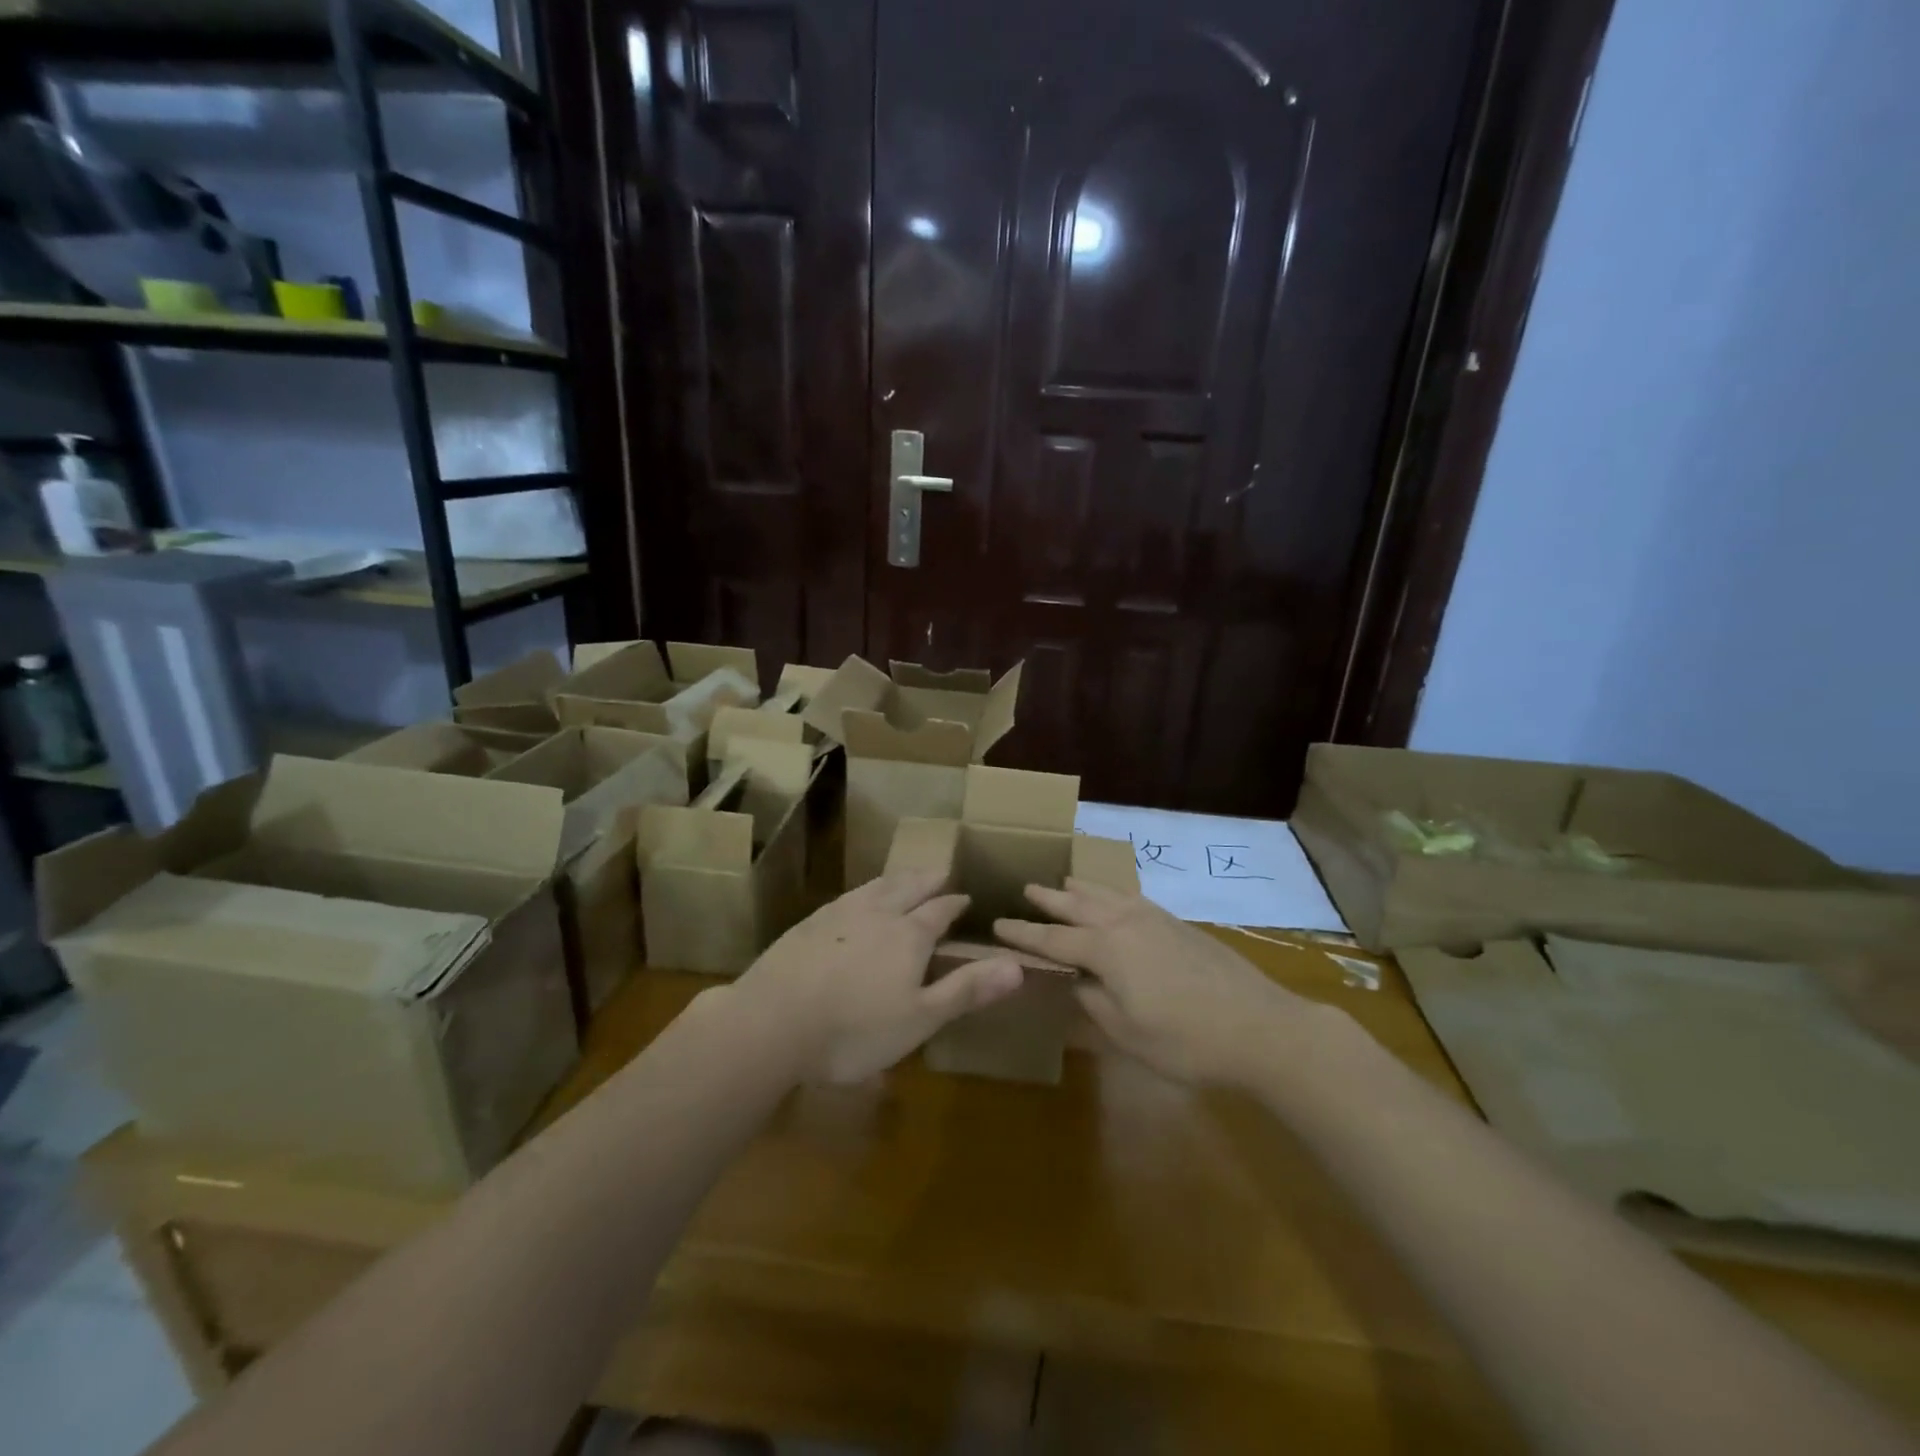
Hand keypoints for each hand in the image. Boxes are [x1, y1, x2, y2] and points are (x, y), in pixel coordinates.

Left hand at [736, 870, 1022, 1082]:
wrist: (772, 1021)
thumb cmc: (855, 1029)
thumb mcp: (920, 1019)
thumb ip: (966, 989)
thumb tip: (1018, 965)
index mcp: (909, 935)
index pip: (939, 911)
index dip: (954, 904)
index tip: (964, 897)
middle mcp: (877, 914)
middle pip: (907, 888)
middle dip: (926, 880)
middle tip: (939, 872)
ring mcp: (839, 915)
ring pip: (875, 887)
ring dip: (895, 880)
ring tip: (903, 877)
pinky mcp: (808, 925)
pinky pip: (846, 897)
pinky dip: (862, 892)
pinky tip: (854, 900)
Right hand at [996, 879, 1333, 1084]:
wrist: (1261, 1028)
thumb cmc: (1187, 1041)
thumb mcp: (1128, 1034)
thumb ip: (1094, 1003)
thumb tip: (1076, 981)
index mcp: (1107, 950)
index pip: (1053, 939)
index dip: (1024, 933)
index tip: (997, 923)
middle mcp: (1126, 924)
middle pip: (1078, 906)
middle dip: (1050, 899)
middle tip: (1026, 888)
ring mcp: (1156, 920)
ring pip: (1108, 896)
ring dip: (1082, 890)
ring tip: (1065, 882)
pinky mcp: (1179, 925)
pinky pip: (1133, 899)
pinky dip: (1113, 895)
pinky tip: (1116, 900)